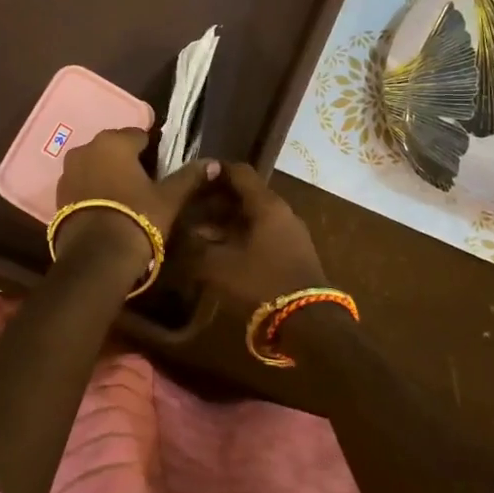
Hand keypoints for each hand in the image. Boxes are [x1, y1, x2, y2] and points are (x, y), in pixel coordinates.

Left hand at [53, 128, 216, 272]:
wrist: (96, 257)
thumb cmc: (137, 218)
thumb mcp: (169, 198)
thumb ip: (189, 177)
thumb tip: (213, 163)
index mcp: (114, 141)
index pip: (139, 135)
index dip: (152, 151)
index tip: (161, 169)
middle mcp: (86, 148)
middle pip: (114, 148)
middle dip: (128, 160)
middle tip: (146, 184)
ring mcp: (68, 171)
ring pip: (95, 165)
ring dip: (108, 174)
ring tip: (125, 198)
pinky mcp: (58, 194)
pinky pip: (82, 183)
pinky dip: (93, 189)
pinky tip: (106, 208)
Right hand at [183, 162, 326, 308]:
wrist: (309, 320)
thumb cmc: (261, 282)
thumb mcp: (218, 266)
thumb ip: (197, 246)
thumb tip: (184, 234)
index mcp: (266, 205)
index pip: (240, 172)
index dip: (215, 172)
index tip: (193, 177)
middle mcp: (282, 211)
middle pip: (247, 194)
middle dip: (217, 200)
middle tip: (191, 209)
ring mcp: (291, 232)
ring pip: (254, 216)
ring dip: (228, 221)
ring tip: (201, 233)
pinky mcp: (294, 252)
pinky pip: (264, 233)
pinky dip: (242, 235)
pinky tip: (224, 251)